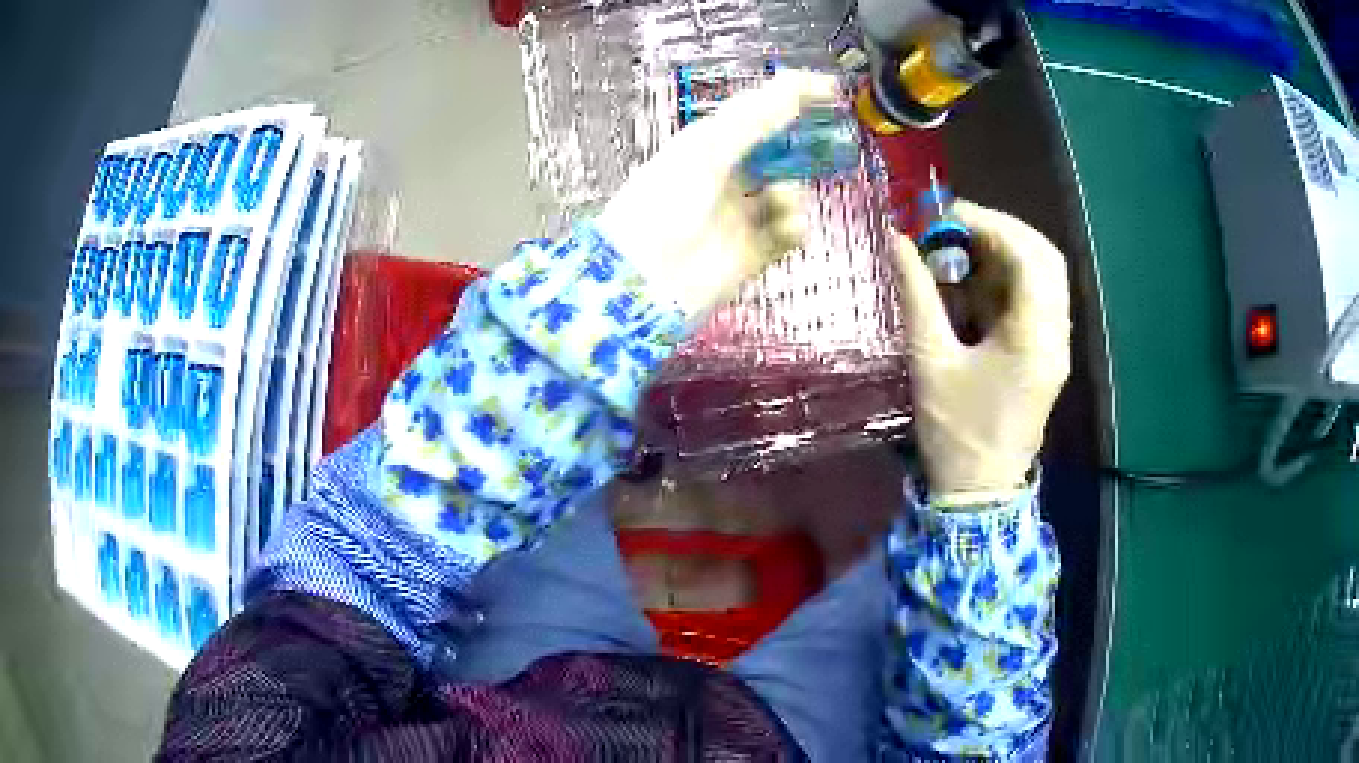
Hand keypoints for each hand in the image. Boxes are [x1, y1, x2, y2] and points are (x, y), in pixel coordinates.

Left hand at [595, 69, 839, 317]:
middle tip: (829, 147)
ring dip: (792, 193)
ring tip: (779, 201)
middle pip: (779, 153)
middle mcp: (726, 175)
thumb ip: (756, 117)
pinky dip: (794, 227)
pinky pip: (787, 232)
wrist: (643, 279)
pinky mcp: (752, 253)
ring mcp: (740, 215)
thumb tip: (798, 82)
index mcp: (709, 144)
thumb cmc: (666, 201)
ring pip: (788, 192)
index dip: (793, 98)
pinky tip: (788, 229)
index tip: (832, 90)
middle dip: (802, 151)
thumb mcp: (708, 149)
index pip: (759, 112)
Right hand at [894, 200, 1070, 501]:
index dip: (989, 223)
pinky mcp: (1046, 354)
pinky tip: (973, 283)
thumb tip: (896, 240)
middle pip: (1045, 258)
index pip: (1028, 255)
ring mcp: (1055, 345)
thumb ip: (916, 294)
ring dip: (1005, 253)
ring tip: (961, 250)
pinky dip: (1006, 280)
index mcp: (1033, 337)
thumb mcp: (929, 360)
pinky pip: (1035, 300)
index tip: (946, 216)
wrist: (979, 494)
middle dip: (1001, 232)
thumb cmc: (955, 432)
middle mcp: (1055, 334)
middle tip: (957, 227)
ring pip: (1044, 277)